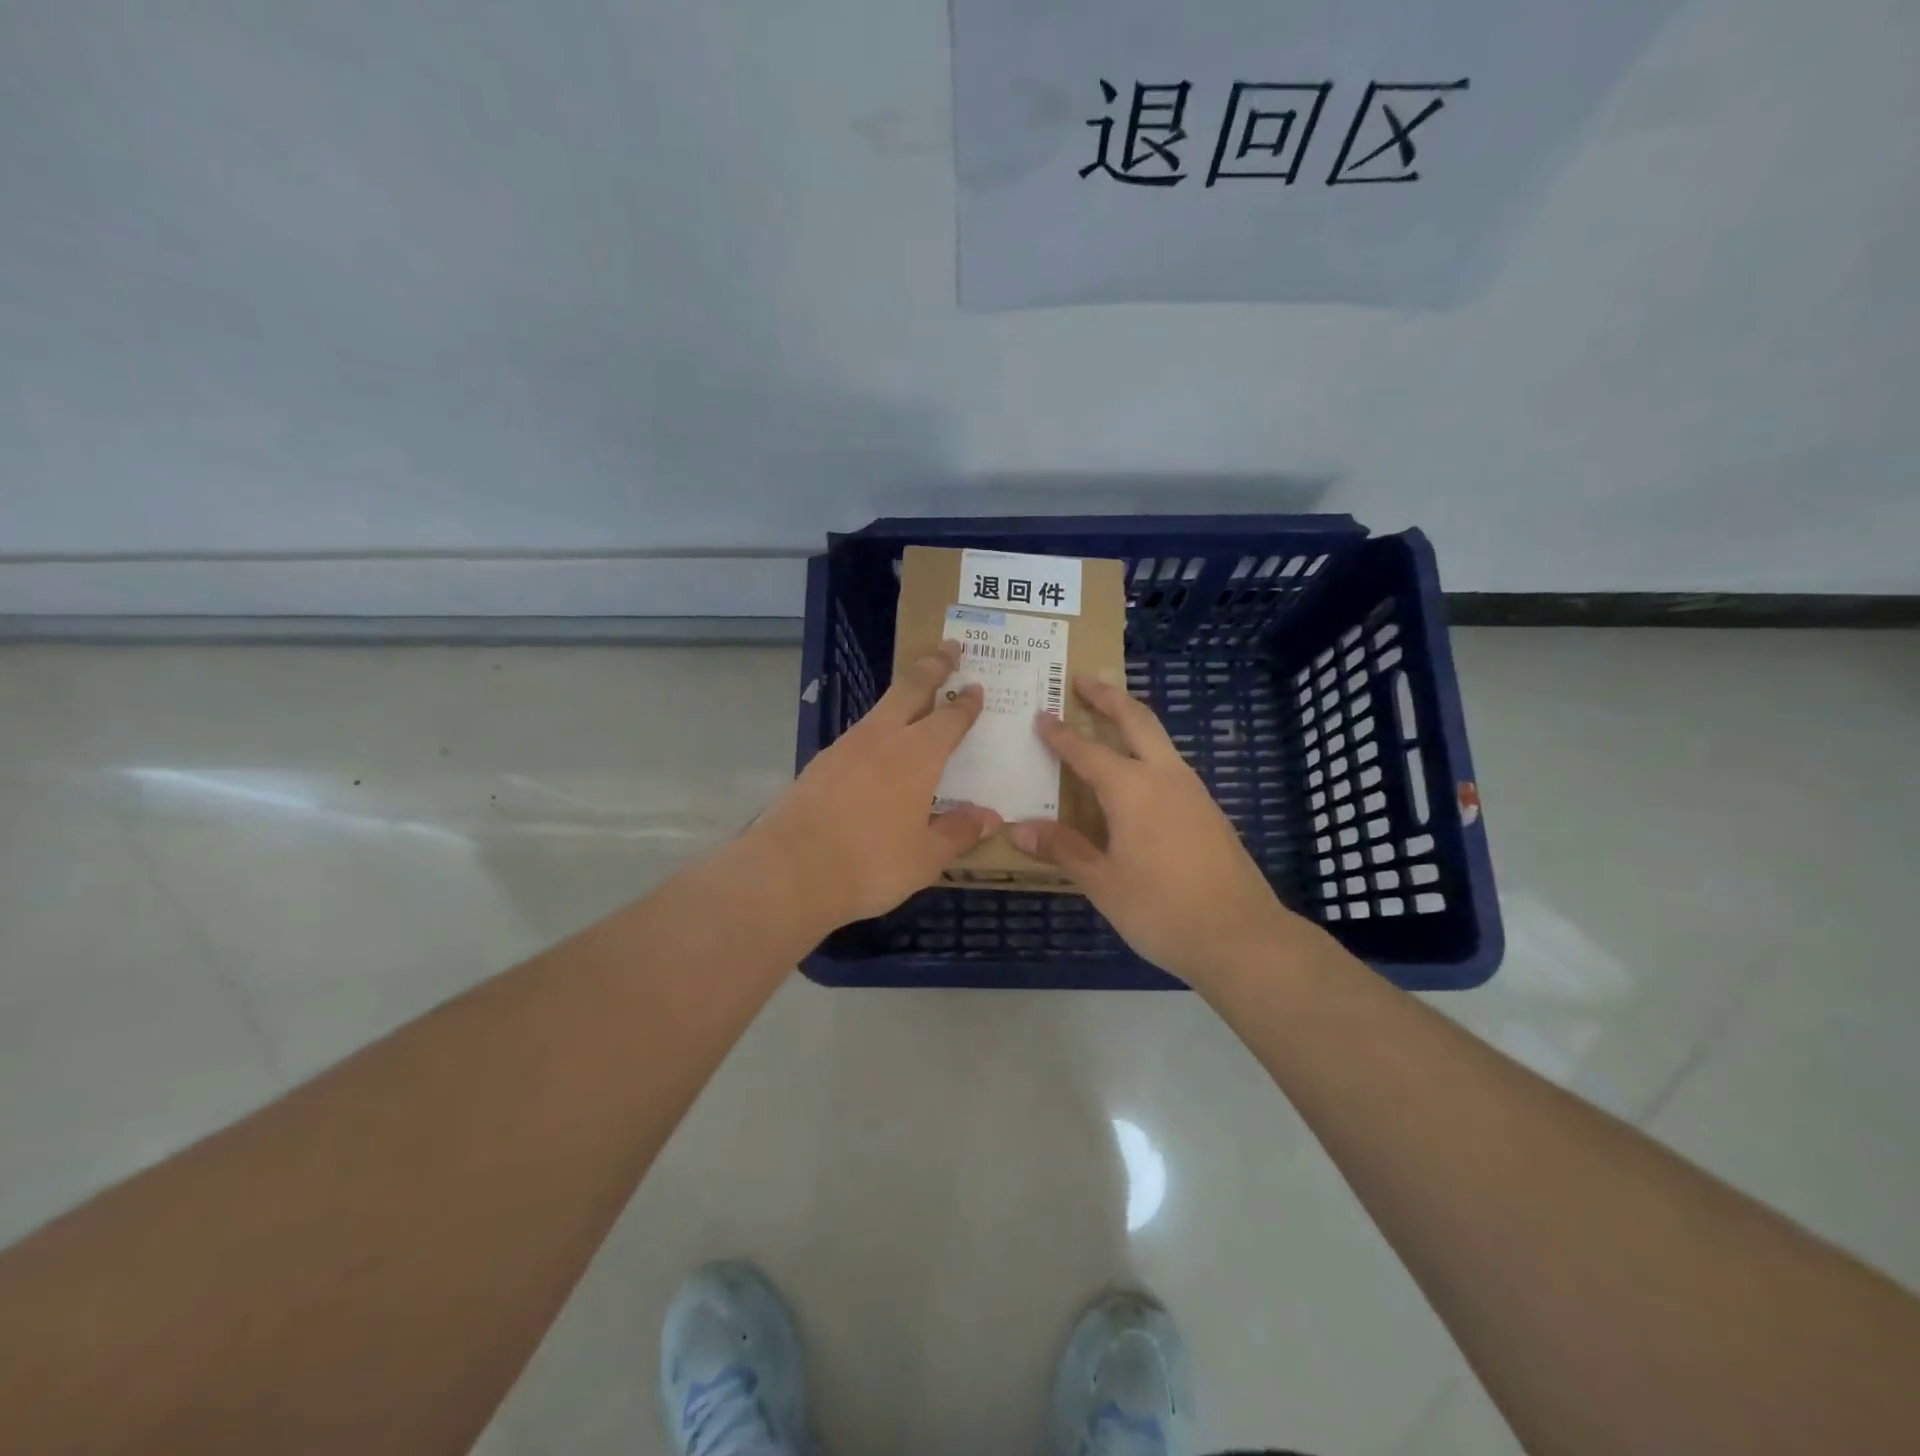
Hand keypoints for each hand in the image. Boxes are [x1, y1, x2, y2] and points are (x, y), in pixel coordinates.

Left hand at [753, 641, 1001, 931]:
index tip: (976, 687)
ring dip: (902, 695)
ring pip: (881, 708)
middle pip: (911, 688)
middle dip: (932, 665)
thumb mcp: (925, 856)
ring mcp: (846, 746)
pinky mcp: (821, 762)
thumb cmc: (870, 862)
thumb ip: (959, 832)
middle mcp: (883, 738)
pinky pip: (859, 734)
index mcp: (918, 755)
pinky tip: (877, 749)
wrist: (790, 868)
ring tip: (915, 697)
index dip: (966, 703)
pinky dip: (877, 730)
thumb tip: (991, 817)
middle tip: (949, 647)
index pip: (950, 718)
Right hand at [1009, 677, 1303, 987]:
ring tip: (1110, 715)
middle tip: (1085, 678)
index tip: (1041, 716)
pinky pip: (1171, 764)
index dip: (1061, 734)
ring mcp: (1193, 792)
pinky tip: (1140, 773)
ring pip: (1160, 739)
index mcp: (1132, 790)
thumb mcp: (1103, 883)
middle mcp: (1165, 777)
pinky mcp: (1209, 811)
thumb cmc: (1162, 909)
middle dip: (1108, 697)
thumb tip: (1019, 829)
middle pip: (1136, 720)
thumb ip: (1063, 850)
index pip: (1087, 751)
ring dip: (1133, 719)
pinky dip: (1149, 750)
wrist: (1241, 936)